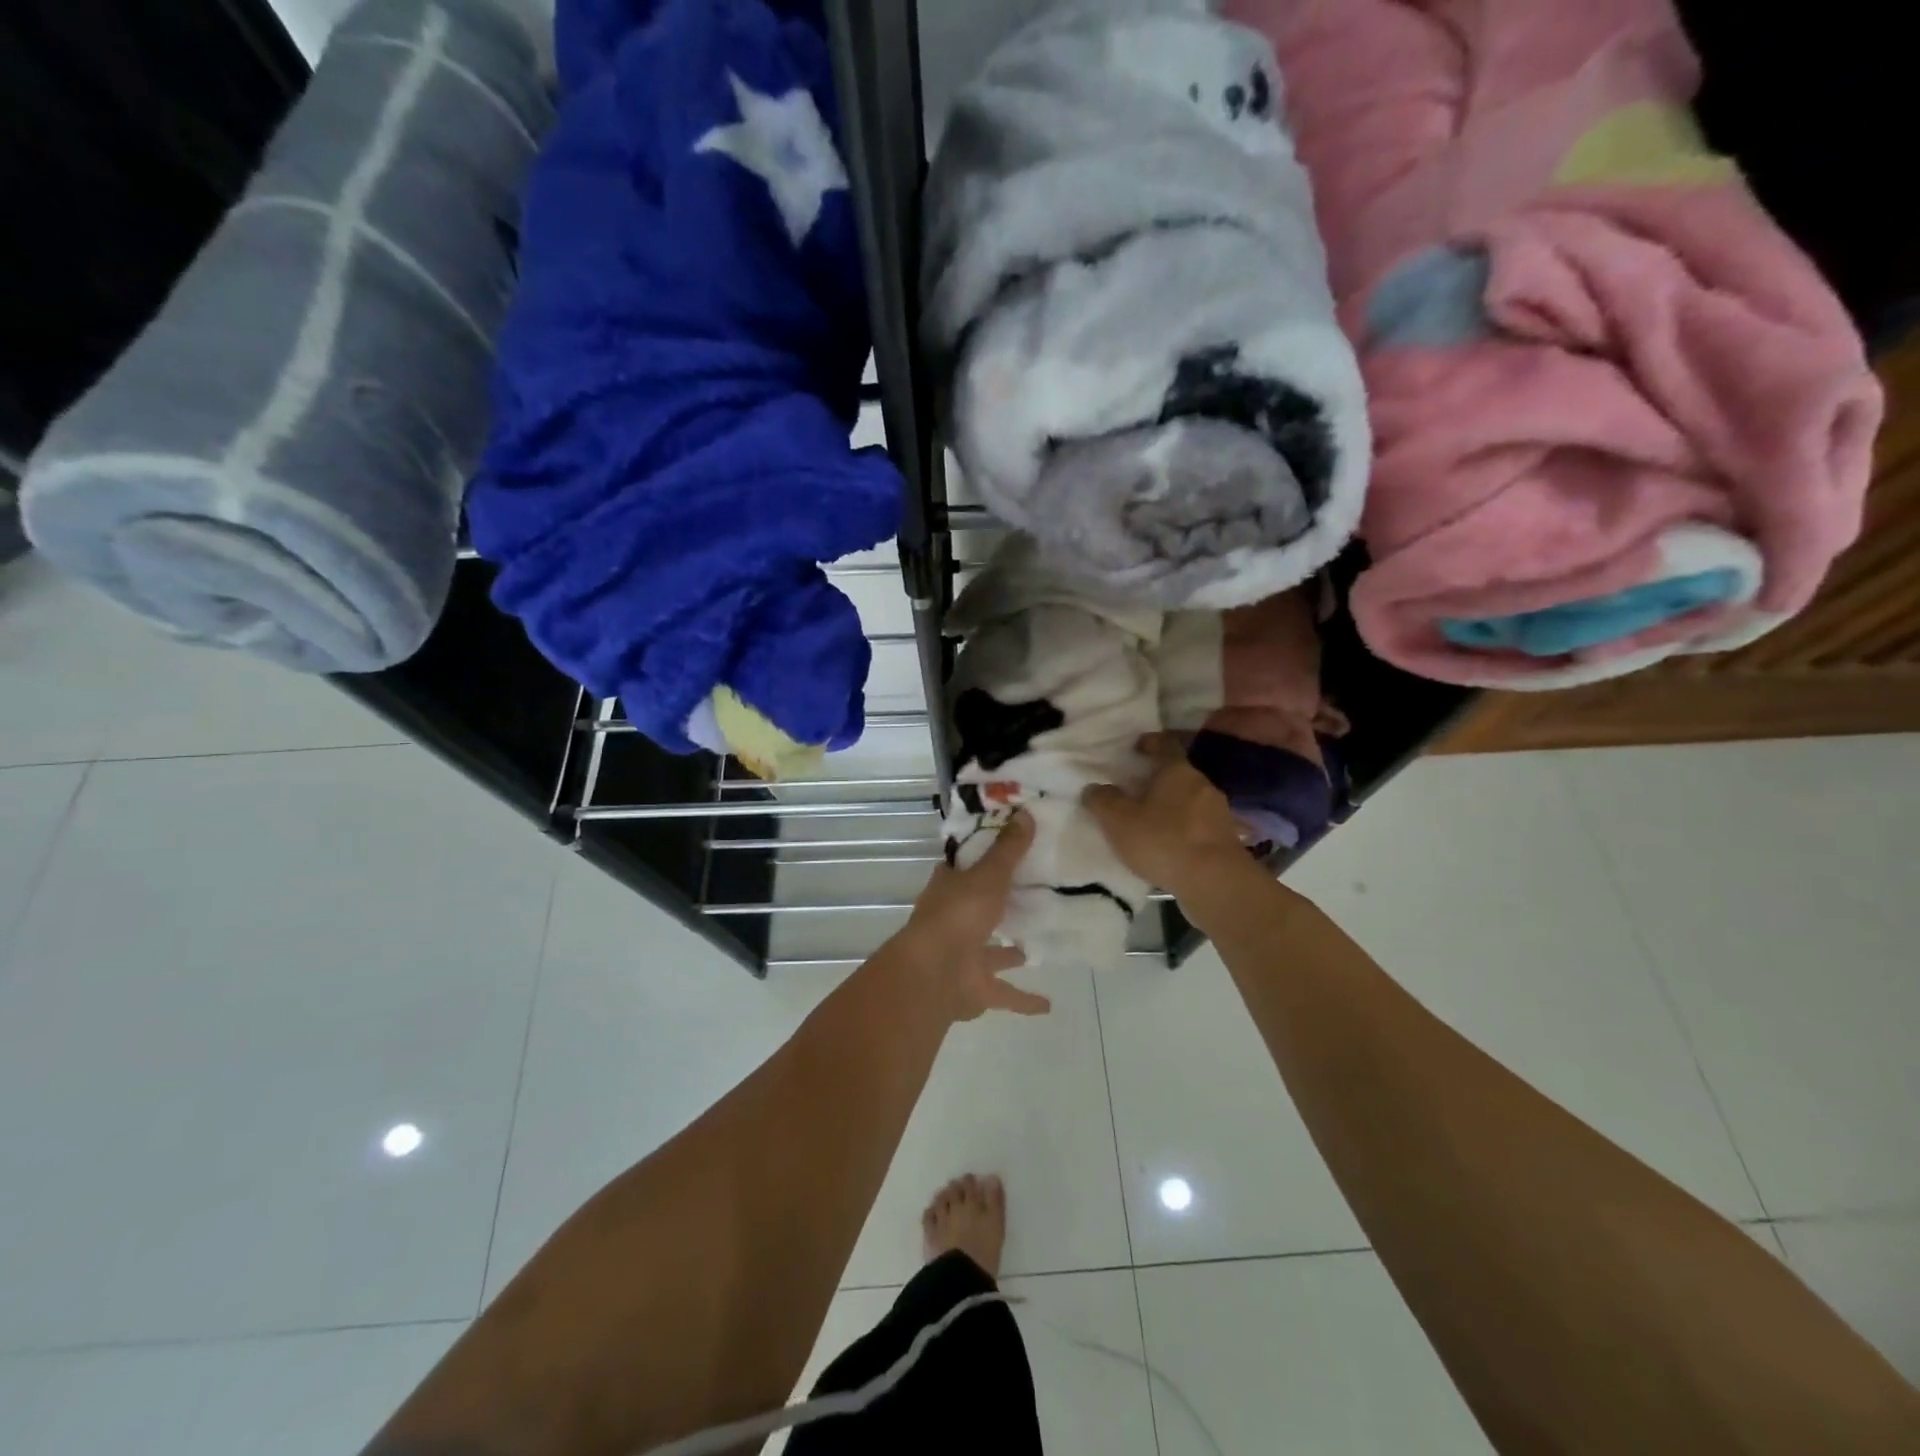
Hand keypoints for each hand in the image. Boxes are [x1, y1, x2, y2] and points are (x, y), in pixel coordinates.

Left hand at [897, 811, 1049, 1020]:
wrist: (935, 973)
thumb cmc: (959, 914)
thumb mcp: (989, 875)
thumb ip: (1008, 850)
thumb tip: (1026, 813)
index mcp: (948, 889)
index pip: (961, 868)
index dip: (978, 860)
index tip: (1003, 852)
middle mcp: (952, 920)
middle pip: (975, 909)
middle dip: (995, 907)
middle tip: (1027, 898)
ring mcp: (961, 956)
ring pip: (988, 952)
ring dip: (1007, 952)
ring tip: (1033, 948)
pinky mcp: (974, 988)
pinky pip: (1003, 992)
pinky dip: (1023, 1000)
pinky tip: (1047, 1005)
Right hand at [1082, 735, 1254, 904]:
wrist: (1216, 882)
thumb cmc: (1164, 841)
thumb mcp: (1119, 821)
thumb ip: (1103, 801)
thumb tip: (1094, 789)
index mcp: (1178, 771)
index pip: (1165, 745)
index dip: (1150, 742)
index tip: (1137, 747)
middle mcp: (1202, 785)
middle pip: (1178, 774)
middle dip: (1158, 780)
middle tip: (1136, 790)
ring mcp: (1219, 813)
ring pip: (1190, 801)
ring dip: (1172, 807)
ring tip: (1150, 822)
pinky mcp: (1226, 840)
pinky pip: (1199, 826)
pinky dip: (1184, 830)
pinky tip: (1170, 846)